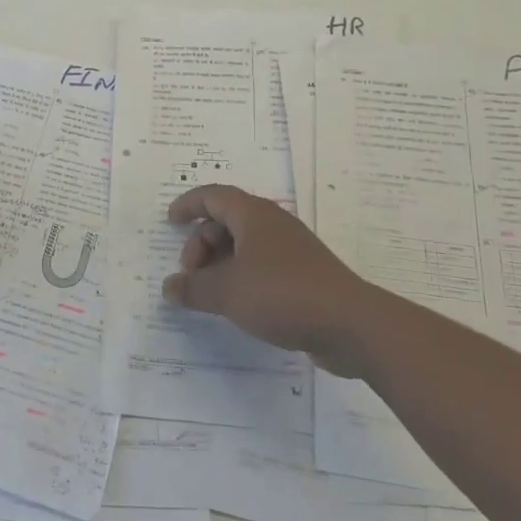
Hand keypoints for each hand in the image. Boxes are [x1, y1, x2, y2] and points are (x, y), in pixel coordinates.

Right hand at [163, 184, 371, 375]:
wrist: (351, 325)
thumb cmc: (282, 294)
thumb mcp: (227, 292)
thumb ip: (193, 288)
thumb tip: (169, 288)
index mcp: (253, 215)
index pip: (213, 196)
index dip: (188, 204)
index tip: (170, 221)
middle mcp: (273, 224)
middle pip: (226, 221)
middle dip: (201, 244)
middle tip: (190, 275)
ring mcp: (291, 249)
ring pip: (245, 245)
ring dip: (220, 263)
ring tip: (209, 294)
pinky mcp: (304, 275)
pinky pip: (262, 265)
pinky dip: (241, 277)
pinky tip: (237, 304)